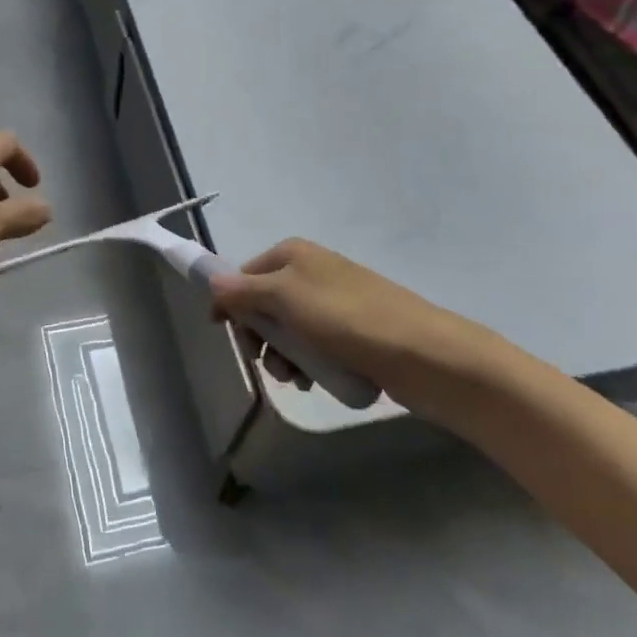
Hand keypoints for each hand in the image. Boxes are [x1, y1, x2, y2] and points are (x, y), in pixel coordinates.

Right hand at [208, 239, 503, 417]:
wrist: (424, 355)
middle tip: (267, 363)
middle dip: (261, 337)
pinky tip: (316, 383)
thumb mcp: (285, 299)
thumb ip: (242, 291)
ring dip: (284, 356)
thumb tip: (211, 283)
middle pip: (264, 305)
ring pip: (289, 330)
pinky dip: (309, 364)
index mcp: (293, 254)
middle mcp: (311, 271)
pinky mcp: (353, 332)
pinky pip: (315, 346)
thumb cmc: (347, 319)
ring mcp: (334, 302)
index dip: (232, 305)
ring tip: (297, 379)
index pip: (243, 275)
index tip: (229, 336)